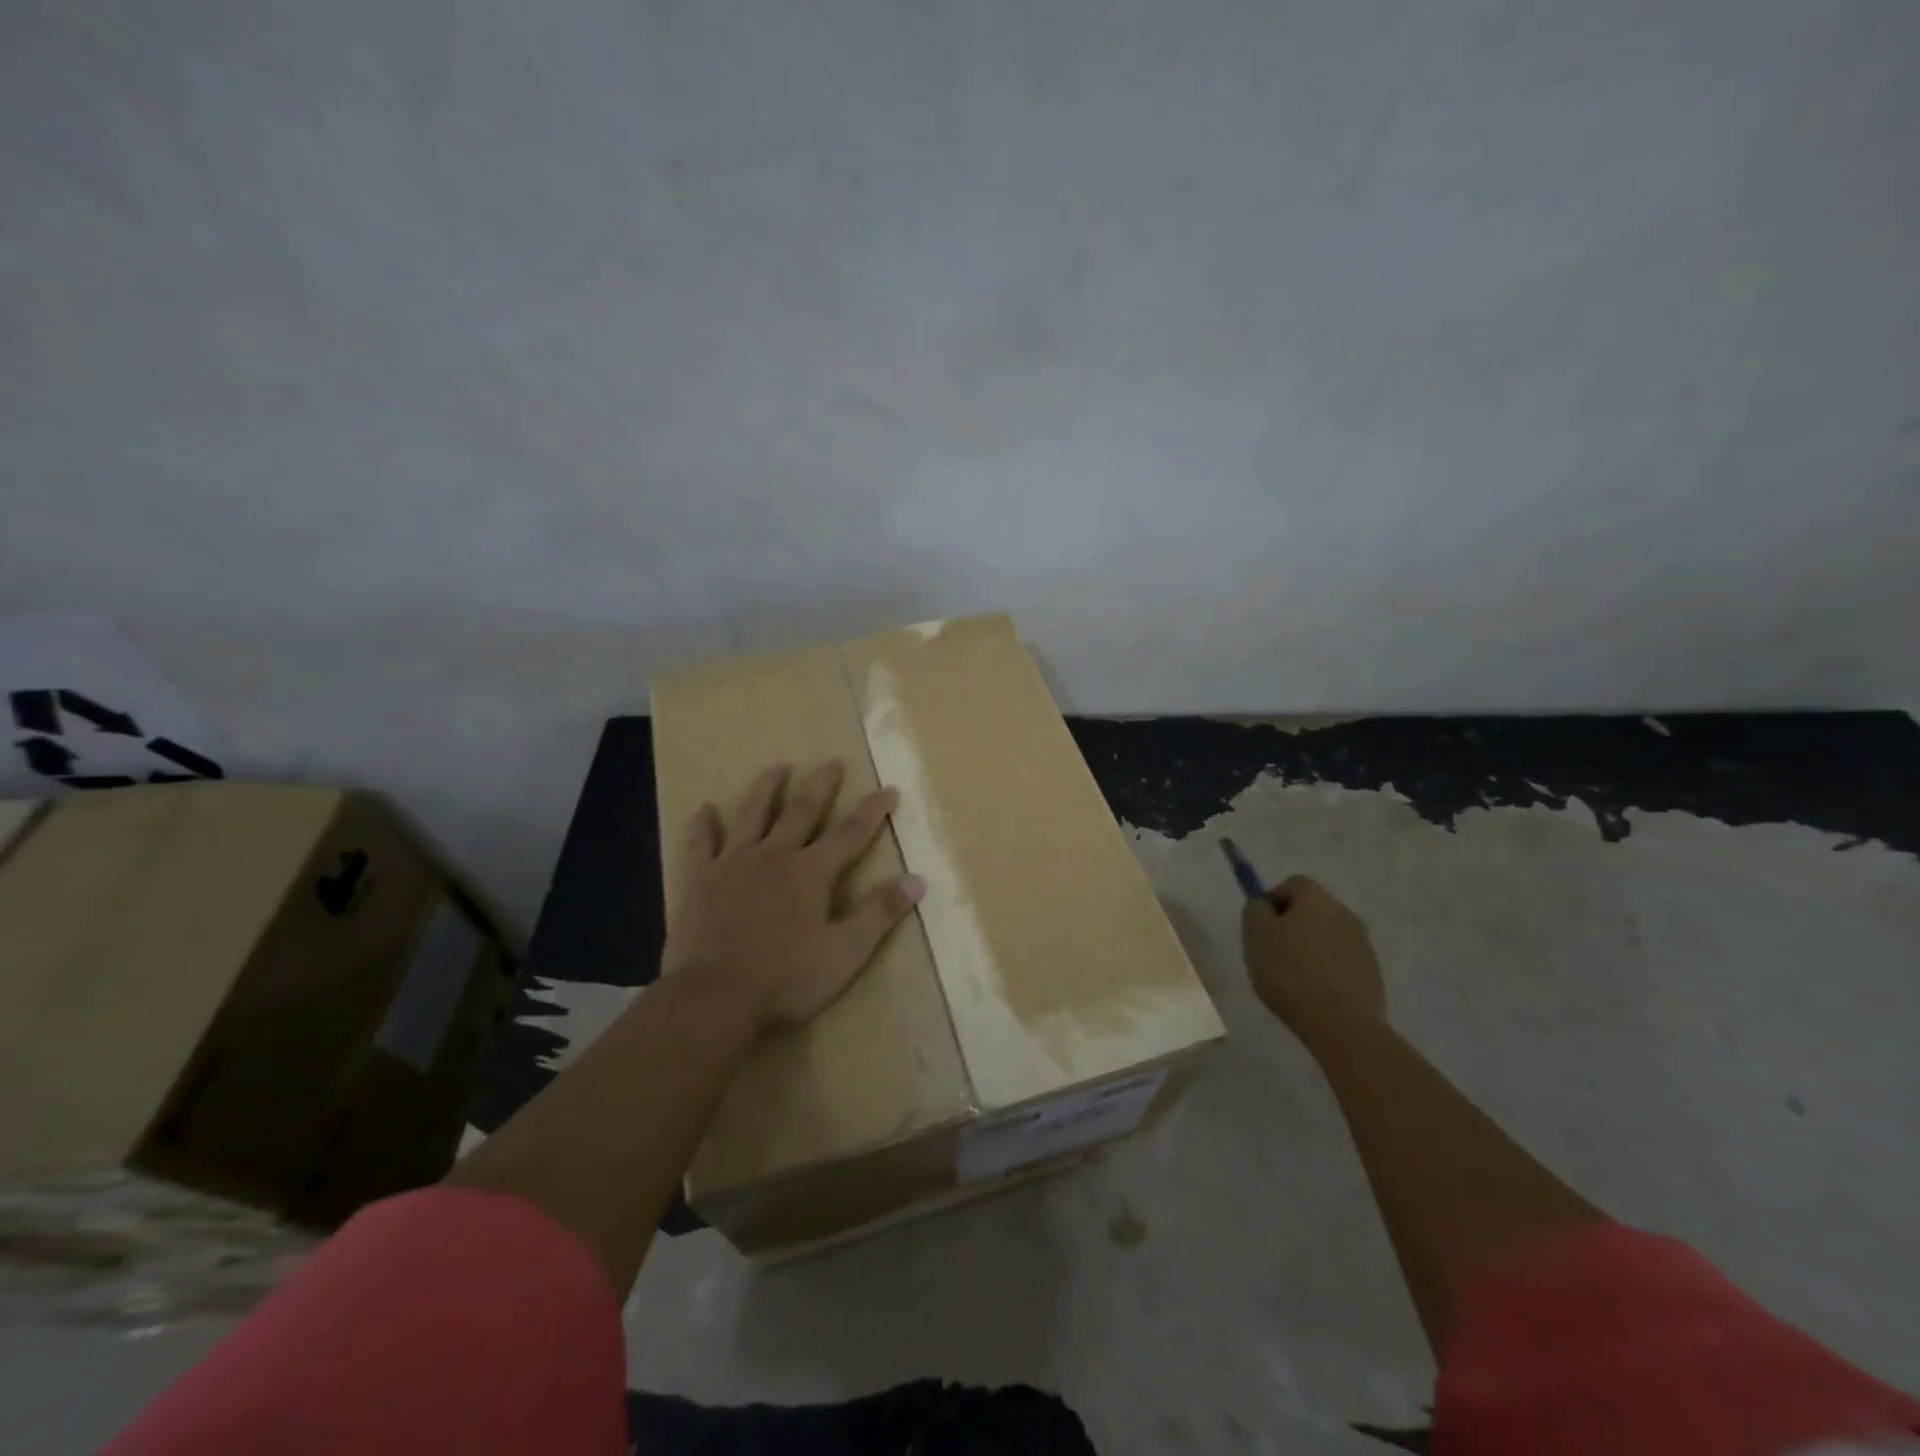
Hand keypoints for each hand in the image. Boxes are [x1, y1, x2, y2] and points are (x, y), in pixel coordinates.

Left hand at [663, 760, 925, 1032]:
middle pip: (801, 811)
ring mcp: (732, 864)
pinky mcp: (698, 881)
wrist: (714, 999)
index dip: (873, 810)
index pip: (851, 833)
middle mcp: (774, 856)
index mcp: (812, 872)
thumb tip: (917, 880)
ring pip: (752, 815)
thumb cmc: (786, 979)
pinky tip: (704, 808)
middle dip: (821, 786)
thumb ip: (880, 913)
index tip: (889, 789)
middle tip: (832, 761)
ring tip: (777, 767)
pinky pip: (700, 844)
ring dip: (766, 789)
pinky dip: (702, 825)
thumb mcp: (846, 952)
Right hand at [1242, 875, 1385, 1046]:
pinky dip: (1326, 969)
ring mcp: (1363, 944)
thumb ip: (1255, 911)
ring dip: (1310, 947)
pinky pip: (1341, 960)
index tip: (1261, 927)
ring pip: (1327, 935)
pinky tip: (1314, 993)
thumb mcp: (1255, 936)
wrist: (1341, 1025)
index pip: (1293, 883)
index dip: (1273, 900)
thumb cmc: (1290, 973)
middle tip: (1273, 952)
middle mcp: (1345, 914)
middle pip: (1312, 909)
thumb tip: (1264, 904)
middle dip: (1291, 925)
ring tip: (1293, 978)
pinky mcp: (1372, 973)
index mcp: (1317, 899)